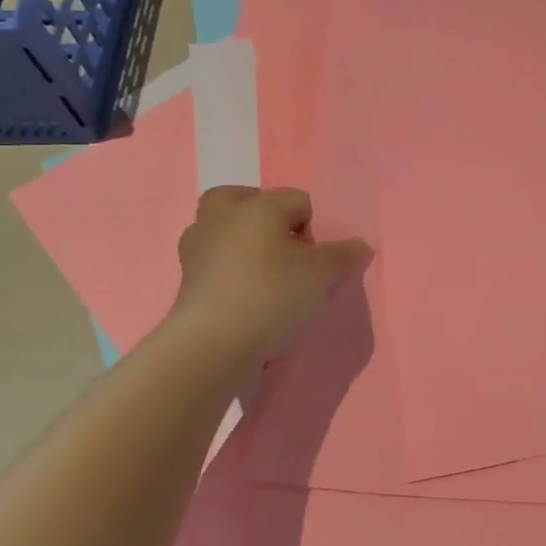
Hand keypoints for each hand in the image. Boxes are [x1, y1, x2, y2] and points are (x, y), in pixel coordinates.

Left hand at [167, 186, 371, 369]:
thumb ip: (345, 255)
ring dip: (242, 245)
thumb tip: (359, 245)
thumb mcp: (323, 274)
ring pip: (223, 232)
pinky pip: (214, 264)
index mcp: (257, 207)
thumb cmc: (272, 294)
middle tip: (284, 246)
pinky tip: (249, 298)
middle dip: (263, 217)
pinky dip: (230, 274)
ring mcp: (196, 251)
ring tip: (267, 275)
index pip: (297, 199)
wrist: (212, 346)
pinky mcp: (185, 283)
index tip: (319, 256)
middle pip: (242, 200)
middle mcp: (221, 219)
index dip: (315, 225)